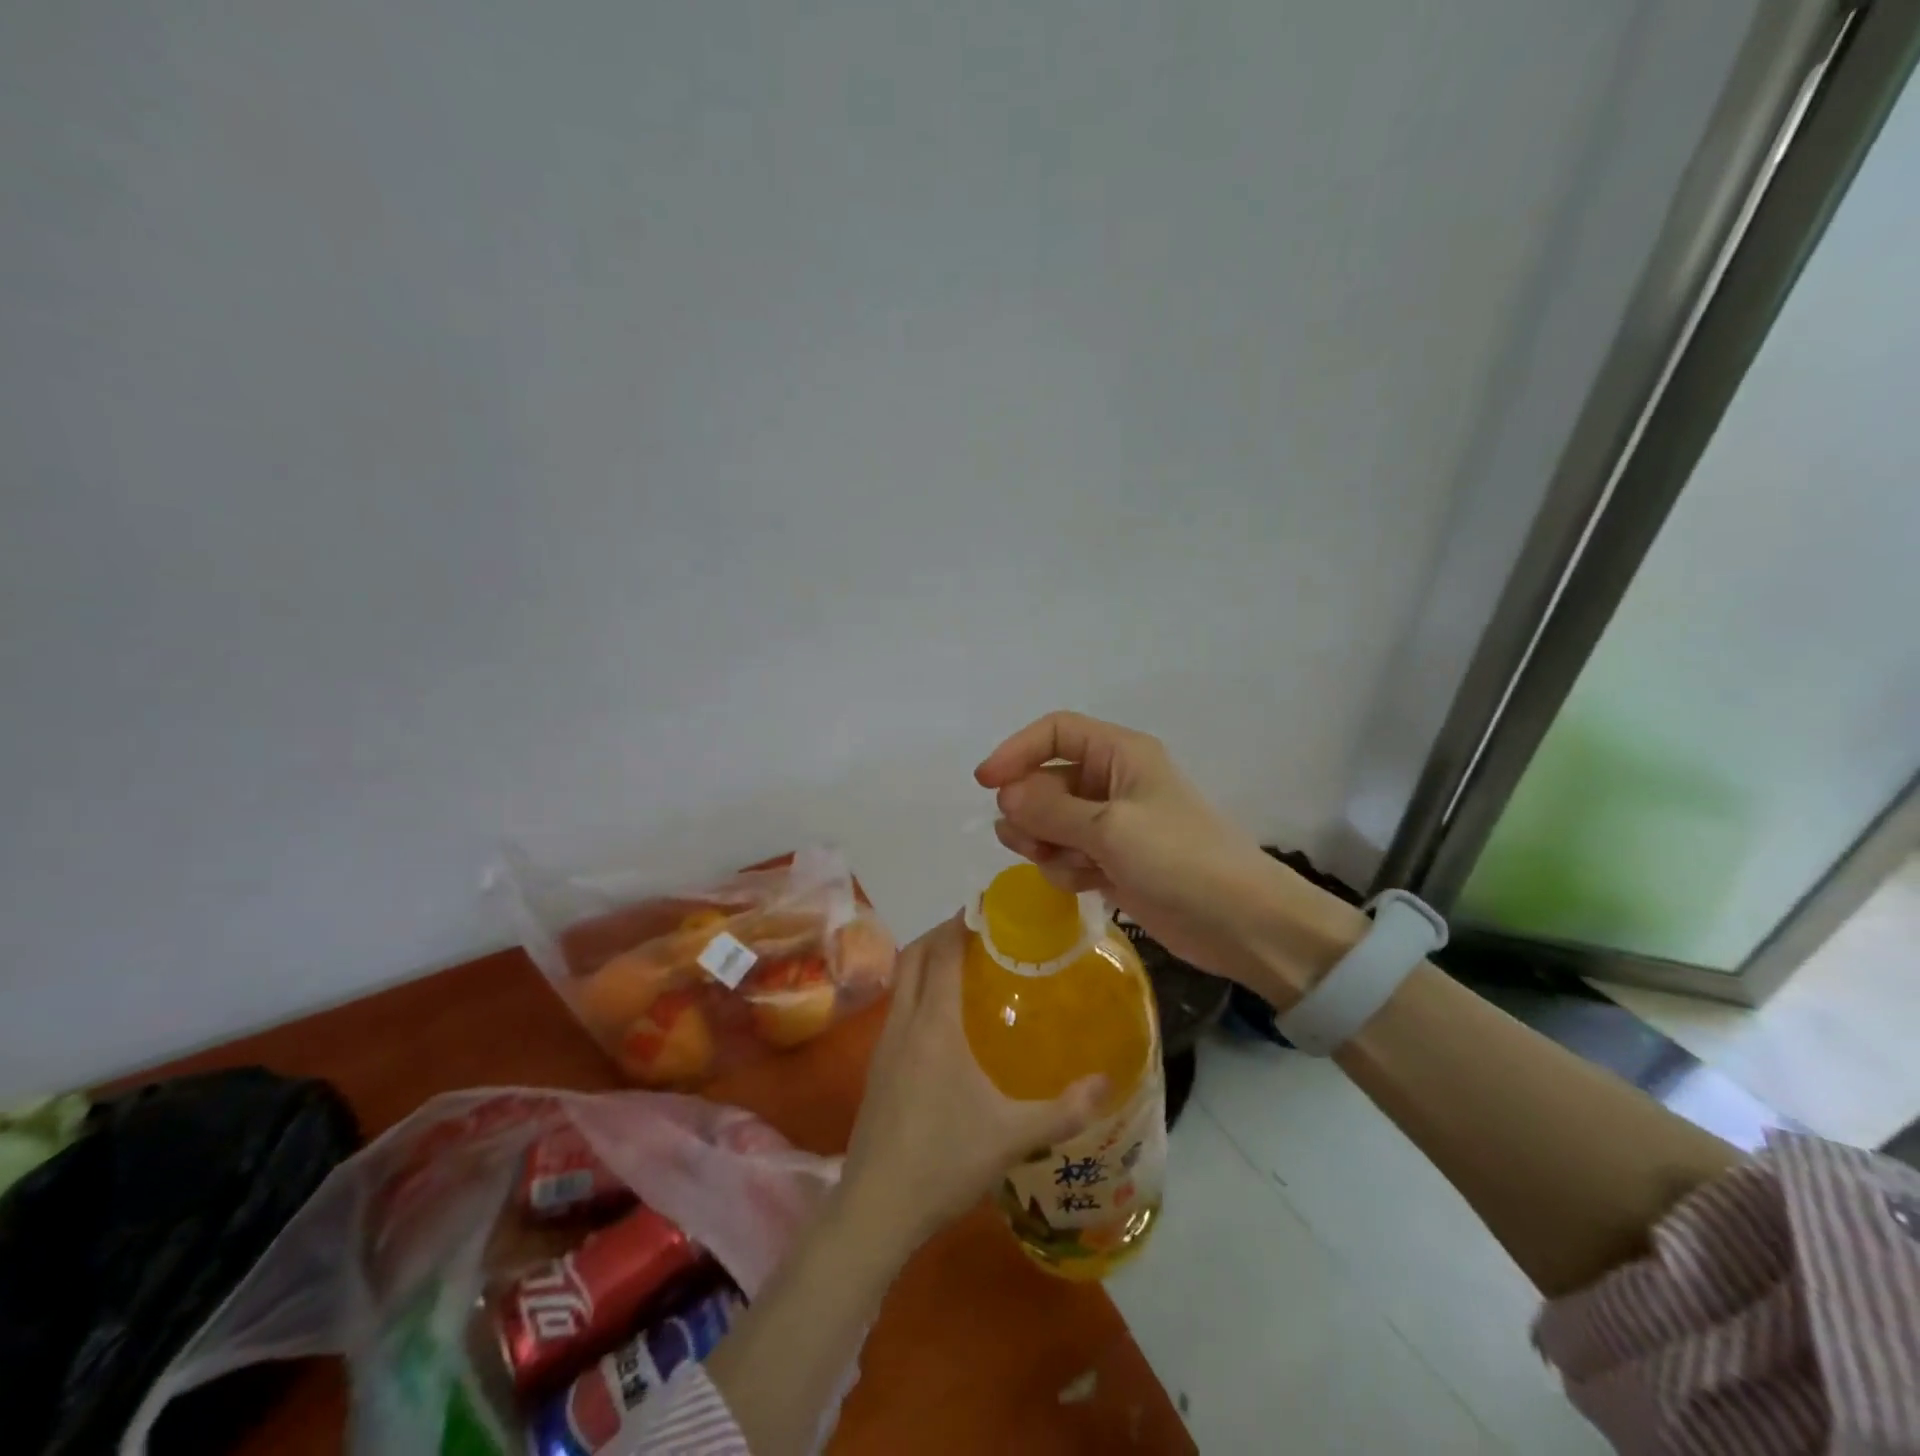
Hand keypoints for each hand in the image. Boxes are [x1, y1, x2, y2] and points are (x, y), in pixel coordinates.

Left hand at [840, 915, 1105, 1246]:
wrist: (876, 1206)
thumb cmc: (944, 1159)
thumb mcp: (1013, 1136)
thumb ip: (1064, 1109)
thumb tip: (1108, 1083)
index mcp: (933, 1023)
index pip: (941, 951)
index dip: (960, 922)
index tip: (987, 908)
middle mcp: (903, 1022)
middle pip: (914, 954)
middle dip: (941, 933)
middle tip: (980, 933)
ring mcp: (884, 1044)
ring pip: (901, 980)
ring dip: (927, 961)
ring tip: (966, 969)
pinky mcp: (877, 1067)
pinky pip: (897, 1007)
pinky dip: (918, 991)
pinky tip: (944, 1022)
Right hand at [976, 710, 1347, 993]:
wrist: (1241, 924)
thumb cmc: (1180, 860)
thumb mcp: (1110, 828)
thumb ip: (1051, 809)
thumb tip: (1005, 794)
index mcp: (1120, 754)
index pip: (1056, 732)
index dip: (1017, 751)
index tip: (986, 784)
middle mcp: (1113, 782)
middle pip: (1047, 781)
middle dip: (1031, 810)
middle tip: (1028, 841)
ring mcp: (1113, 825)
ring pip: (1052, 822)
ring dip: (1046, 843)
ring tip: (1066, 865)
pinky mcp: (1113, 862)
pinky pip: (1068, 855)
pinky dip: (1067, 868)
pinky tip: (1088, 884)